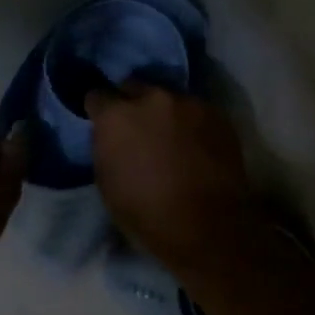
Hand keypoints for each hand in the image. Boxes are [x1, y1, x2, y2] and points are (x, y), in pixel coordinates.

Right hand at [84, 81, 259, 275]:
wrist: (207, 227)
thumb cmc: (146, 214)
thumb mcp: (107, 183)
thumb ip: (107, 147)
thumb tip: (113, 138)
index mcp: (116, 116)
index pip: (97, 96)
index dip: (99, 111)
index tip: (102, 123)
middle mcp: (152, 98)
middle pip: (134, 87)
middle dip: (131, 103)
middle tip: (136, 128)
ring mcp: (189, 103)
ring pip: (169, 98)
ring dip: (164, 112)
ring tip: (171, 137)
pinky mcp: (218, 114)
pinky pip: (196, 111)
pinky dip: (192, 123)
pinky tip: (196, 145)